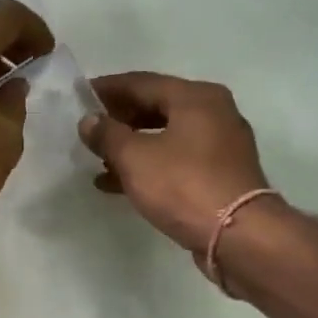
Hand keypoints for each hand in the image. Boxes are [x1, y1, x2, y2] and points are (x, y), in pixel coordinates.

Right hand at [79, 72, 270, 253]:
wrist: (238, 235)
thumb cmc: (183, 185)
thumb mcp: (134, 157)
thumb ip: (107, 134)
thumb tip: (89, 121)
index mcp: (196, 97)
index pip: (142, 82)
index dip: (107, 89)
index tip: (79, 97)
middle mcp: (213, 112)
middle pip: (156, 107)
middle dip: (119, 119)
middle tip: (88, 130)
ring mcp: (220, 145)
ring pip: (165, 136)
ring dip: (131, 146)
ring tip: (98, 160)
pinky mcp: (220, 175)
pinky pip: (176, 161)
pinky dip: (149, 166)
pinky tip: (118, 183)